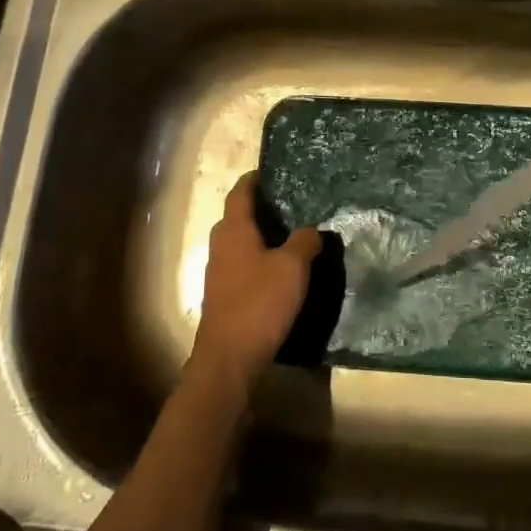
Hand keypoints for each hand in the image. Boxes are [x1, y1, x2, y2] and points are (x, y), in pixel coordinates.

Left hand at [192, 172, 322, 386]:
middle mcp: (221, 246)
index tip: (269, 171)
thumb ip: (304, 241)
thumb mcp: (293, 267)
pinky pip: (241, 265)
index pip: (240, 193)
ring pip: (239, 243)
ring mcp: (219, 273)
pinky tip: (279, 270)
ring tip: (289, 235)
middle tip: (288, 204)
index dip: (253, 180)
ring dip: (259, 236)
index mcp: (234, 231)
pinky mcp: (224, 296)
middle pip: (237, 218)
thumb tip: (311, 229)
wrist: (229, 359)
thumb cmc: (260, 303)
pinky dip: (258, 259)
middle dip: (258, 209)